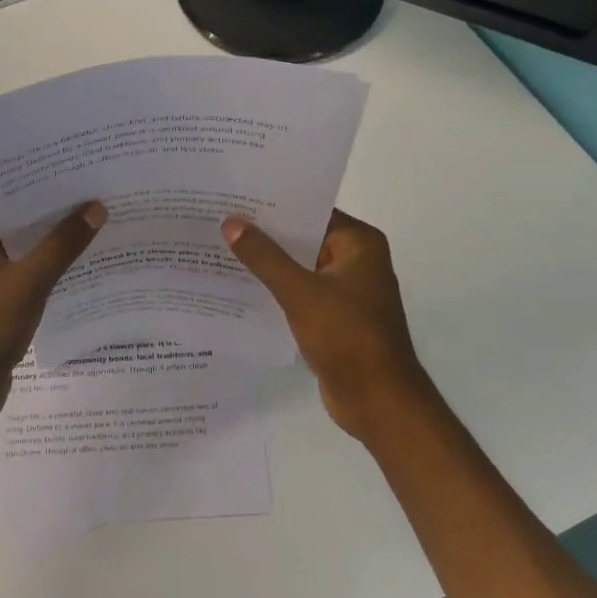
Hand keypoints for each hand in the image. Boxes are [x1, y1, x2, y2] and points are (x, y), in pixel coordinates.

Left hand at [0, 201, 106, 437]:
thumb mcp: (27, 284)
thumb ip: (62, 245)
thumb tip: (96, 207)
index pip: (17, 200)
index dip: (55, 192)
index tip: (94, 181)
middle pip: (24, 224)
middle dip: (62, 219)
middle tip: (109, 203)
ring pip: (28, 251)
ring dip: (59, 247)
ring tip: (107, 231)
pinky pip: (27, 275)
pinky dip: (51, 272)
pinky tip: (87, 269)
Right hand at [222, 209, 438, 442]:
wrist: (378, 401)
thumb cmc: (347, 337)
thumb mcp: (300, 292)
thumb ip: (264, 257)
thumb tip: (231, 222)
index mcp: (359, 243)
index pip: (311, 210)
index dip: (274, 203)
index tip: (235, 195)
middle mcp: (355, 260)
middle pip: (303, 237)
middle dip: (264, 233)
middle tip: (218, 219)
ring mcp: (345, 290)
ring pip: (298, 266)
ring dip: (266, 262)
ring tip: (219, 247)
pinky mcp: (333, 316)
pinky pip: (298, 292)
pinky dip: (274, 289)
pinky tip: (238, 285)